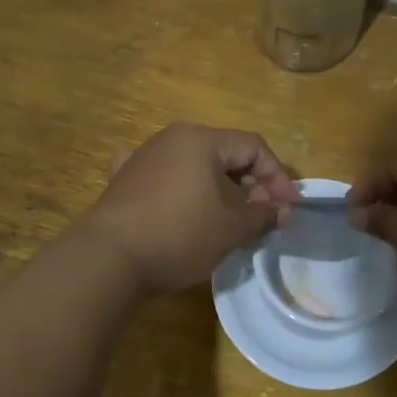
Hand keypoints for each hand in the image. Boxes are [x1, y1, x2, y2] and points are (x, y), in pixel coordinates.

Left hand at [83, 124, 297, 294]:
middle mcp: (171, 138)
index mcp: (201, 140)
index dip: (277, 176)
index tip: (288, 209)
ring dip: (219, 191)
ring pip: (194, 167)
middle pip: (224, 154)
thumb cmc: (180, 235)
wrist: (109, 258)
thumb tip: (280, 211)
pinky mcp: (123, 181)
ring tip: (229, 221)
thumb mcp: (232, 229)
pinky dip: (181, 190)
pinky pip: (163, 178)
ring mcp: (143, 157)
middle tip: (262, 217)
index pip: (253, 147)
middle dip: (250, 185)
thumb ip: (263, 215)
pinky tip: (179, 204)